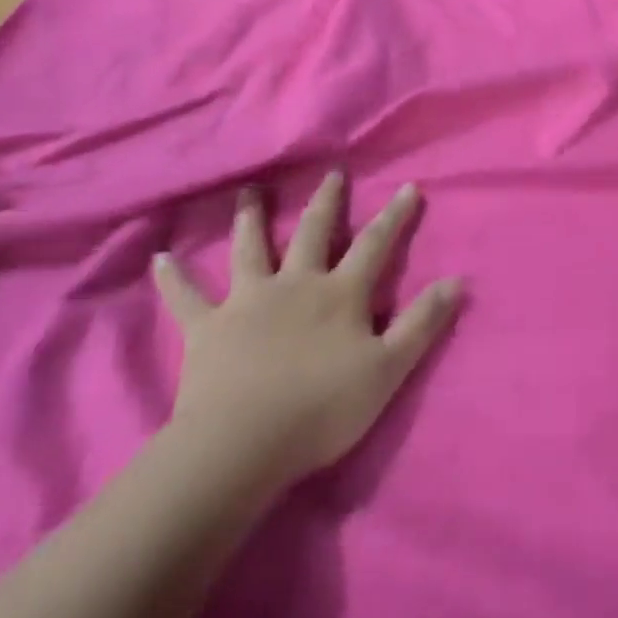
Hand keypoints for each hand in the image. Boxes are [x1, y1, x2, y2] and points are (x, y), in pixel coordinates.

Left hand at [153, 172, 462, 493]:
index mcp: (340, 293)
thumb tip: (457, 281)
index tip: (407, 187)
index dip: (394, 216)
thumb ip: (422, 323)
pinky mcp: (208, 329)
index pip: (375, 244)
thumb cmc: (321, 408)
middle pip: (313, 232)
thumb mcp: (388, 369)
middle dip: (327, 202)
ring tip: (249, 191)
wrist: (242, 445)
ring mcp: (249, 301)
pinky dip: (173, 279)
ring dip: (251, 218)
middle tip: (332, 173)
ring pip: (250, 249)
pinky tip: (160, 258)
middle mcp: (296, 283)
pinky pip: (186, 299)